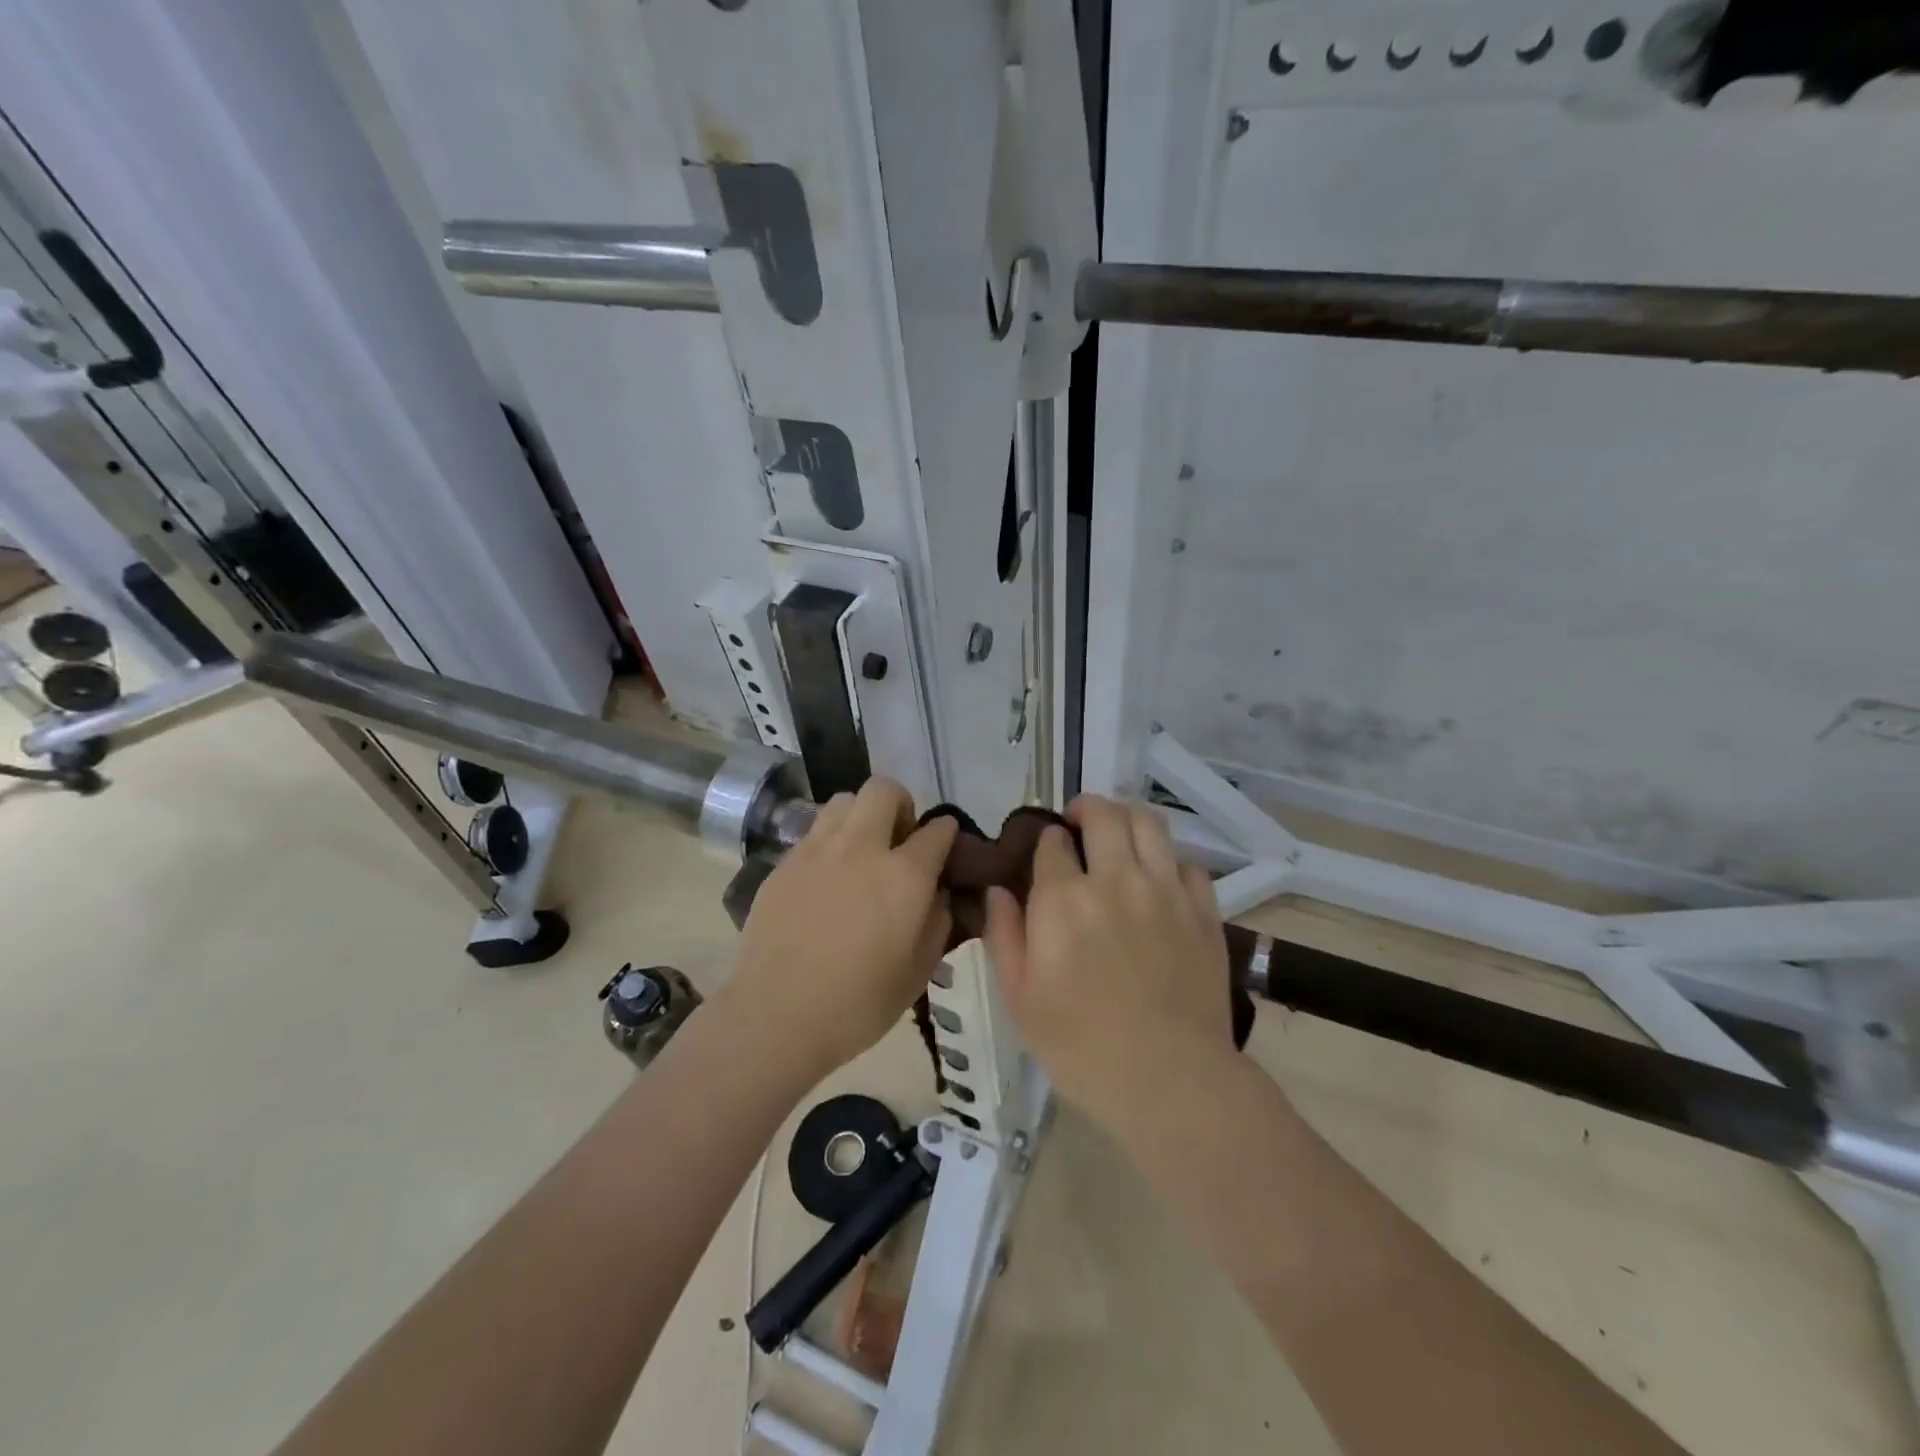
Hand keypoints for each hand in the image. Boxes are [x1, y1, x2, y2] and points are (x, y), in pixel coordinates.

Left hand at [731, 776, 957, 1081]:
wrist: (777, 1014)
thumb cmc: (859, 1003)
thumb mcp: (920, 970)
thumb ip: (938, 920)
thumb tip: (938, 892)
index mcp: (905, 874)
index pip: (938, 829)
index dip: (947, 835)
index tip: (945, 850)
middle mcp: (862, 847)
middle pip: (885, 790)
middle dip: (901, 805)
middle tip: (899, 840)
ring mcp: (817, 850)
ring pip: (844, 800)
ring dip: (861, 816)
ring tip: (860, 851)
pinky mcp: (784, 862)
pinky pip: (814, 831)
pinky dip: (830, 841)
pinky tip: (826, 878)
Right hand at [984, 794, 1230, 1122]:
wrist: (1168, 1079)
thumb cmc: (1080, 1046)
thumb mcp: (1019, 998)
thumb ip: (1003, 935)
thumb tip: (997, 890)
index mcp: (1062, 899)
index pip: (1052, 841)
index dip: (1046, 841)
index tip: (1046, 855)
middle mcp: (1114, 879)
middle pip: (1103, 815)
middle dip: (1085, 809)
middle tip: (1079, 824)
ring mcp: (1165, 890)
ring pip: (1148, 823)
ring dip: (1127, 818)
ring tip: (1119, 833)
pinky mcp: (1203, 910)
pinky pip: (1188, 863)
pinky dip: (1170, 861)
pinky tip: (1160, 879)